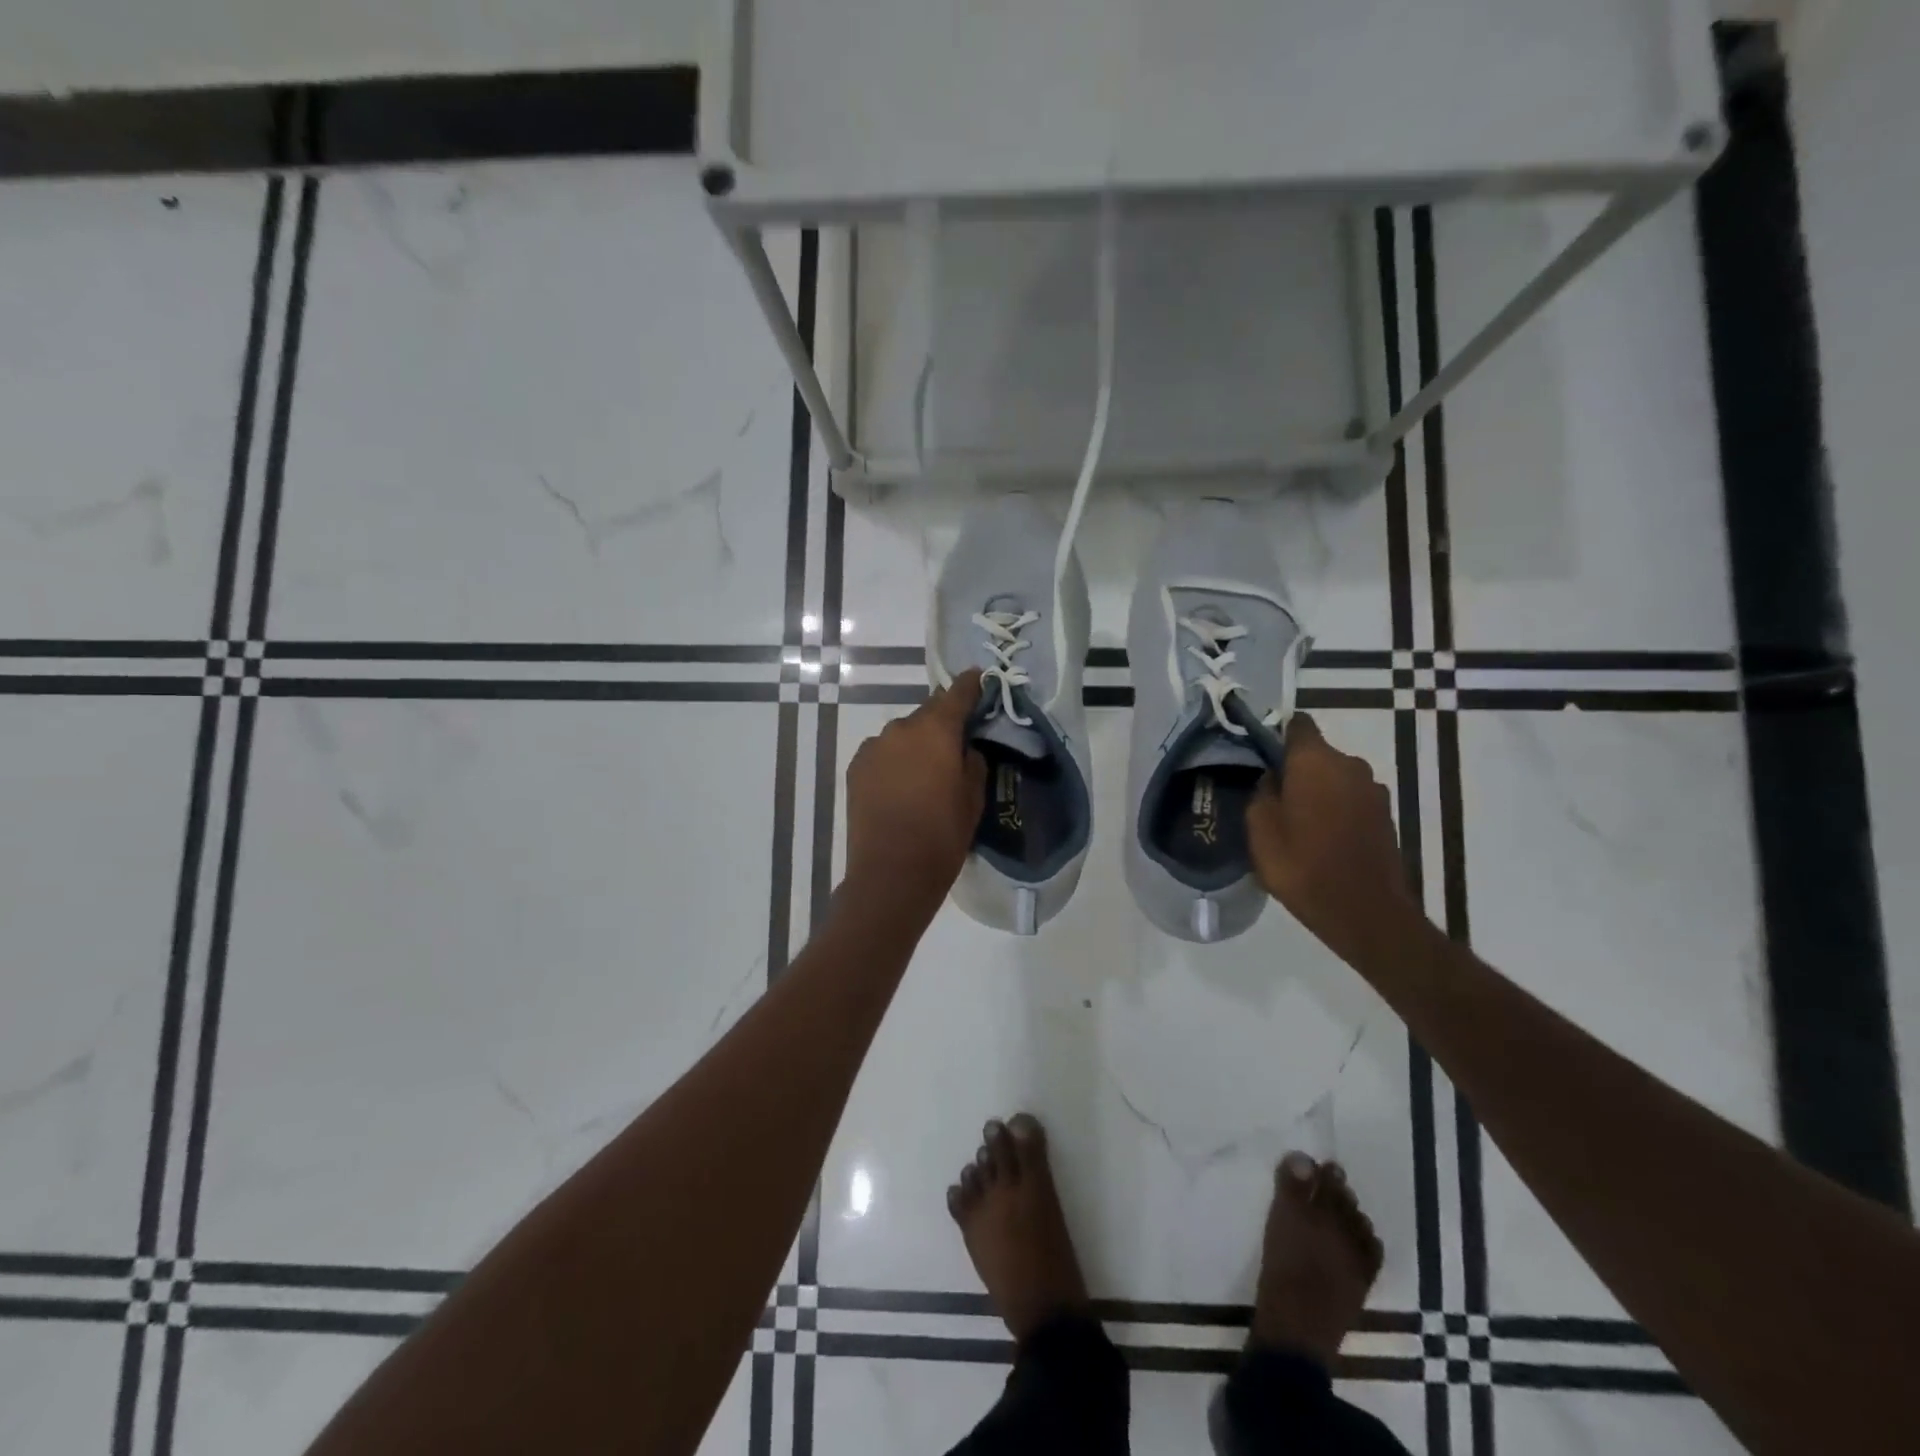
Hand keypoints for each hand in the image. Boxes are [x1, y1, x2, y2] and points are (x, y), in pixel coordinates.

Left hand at [844, 669, 988, 906]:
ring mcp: (874, 747)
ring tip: (925, 773)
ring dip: (916, 743)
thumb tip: (965, 747)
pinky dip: (894, 760)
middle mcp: (901, 729)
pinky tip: (900, 785)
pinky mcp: (856, 768)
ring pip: (903, 734)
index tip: (978, 679)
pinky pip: (883, 753)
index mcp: (936, 731)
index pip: (957, 694)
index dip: (970, 685)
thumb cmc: (942, 835)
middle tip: (955, 744)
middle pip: (928, 713)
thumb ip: (972, 761)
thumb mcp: (973, 798)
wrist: (890, 873)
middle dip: (942, 723)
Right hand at [1248, 714, 1422, 965]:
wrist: (1365, 912)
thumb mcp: (1260, 829)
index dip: (1276, 734)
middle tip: (1272, 797)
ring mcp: (1373, 791)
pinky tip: (1320, 838)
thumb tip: (1270, 778)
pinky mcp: (1385, 816)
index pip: (1297, 724)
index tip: (1259, 755)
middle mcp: (1350, 765)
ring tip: (1296, 822)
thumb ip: (1261, 792)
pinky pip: (1351, 801)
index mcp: (1315, 760)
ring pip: (1335, 779)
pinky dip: (1336, 811)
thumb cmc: (1303, 865)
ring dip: (1317, 792)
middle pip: (1316, 754)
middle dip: (1295, 769)